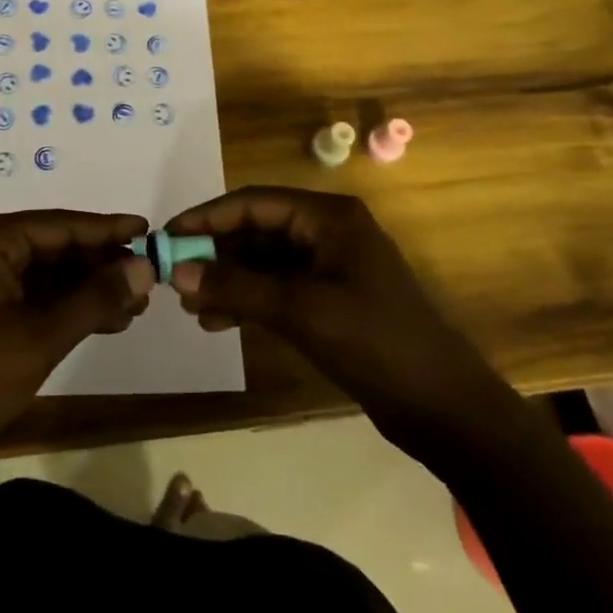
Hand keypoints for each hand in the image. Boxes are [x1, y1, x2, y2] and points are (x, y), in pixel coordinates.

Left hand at [0, 210, 154, 468]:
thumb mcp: (40, 337)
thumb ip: (95, 298)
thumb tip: (146, 268)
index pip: (59, 224)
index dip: (107, 230)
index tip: (150, 231)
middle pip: (54, 246)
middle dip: (100, 265)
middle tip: (147, 281)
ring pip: (47, 273)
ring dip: (87, 289)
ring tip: (135, 307)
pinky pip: (32, 295)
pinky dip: (65, 307)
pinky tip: (103, 321)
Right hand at [167, 188, 520, 460]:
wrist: (445, 409)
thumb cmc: (376, 343)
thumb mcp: (301, 310)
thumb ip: (237, 287)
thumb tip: (178, 273)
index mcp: (328, 217)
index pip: (254, 202)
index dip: (207, 217)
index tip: (167, 237)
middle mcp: (327, 231)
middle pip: (256, 230)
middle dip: (215, 253)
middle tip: (175, 278)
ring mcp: (330, 266)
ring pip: (263, 261)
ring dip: (228, 280)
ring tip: (192, 308)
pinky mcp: (330, 299)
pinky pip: (277, 288)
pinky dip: (248, 301)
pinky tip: (220, 322)